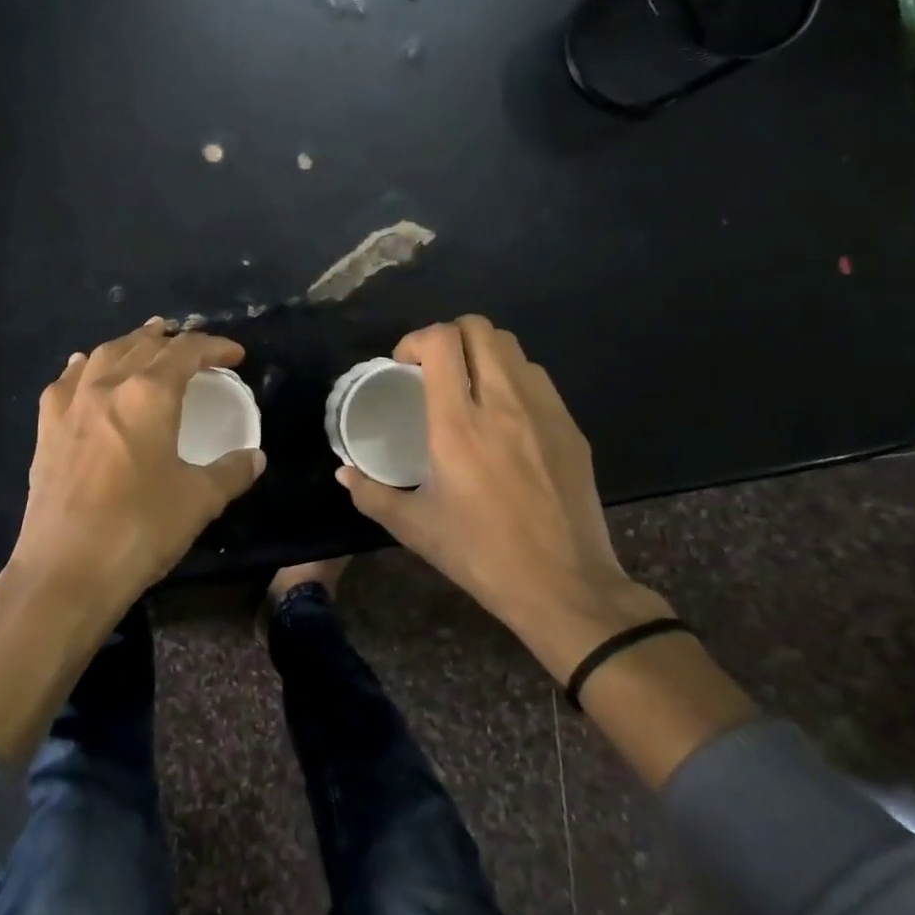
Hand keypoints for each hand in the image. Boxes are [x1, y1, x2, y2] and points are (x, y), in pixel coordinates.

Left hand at [0, 320, 263, 766]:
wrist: (67, 570)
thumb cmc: (141, 528)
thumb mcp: (199, 500)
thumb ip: (231, 472)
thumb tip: (255, 457)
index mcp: (149, 393)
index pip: (187, 352)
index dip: (214, 346)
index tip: (235, 354)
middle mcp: (107, 385)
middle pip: (143, 345)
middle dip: (172, 339)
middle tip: (192, 344)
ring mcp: (71, 404)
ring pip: (103, 354)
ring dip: (130, 344)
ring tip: (146, 343)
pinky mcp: (46, 429)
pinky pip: (67, 381)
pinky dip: (86, 367)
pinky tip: (87, 369)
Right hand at [337, 315, 669, 680]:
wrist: (563, 585)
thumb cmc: (479, 554)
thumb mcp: (414, 527)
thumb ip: (370, 494)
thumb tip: (344, 473)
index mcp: (458, 425)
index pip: (441, 341)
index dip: (416, 340)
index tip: (405, 367)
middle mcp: (502, 404)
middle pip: (479, 328)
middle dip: (449, 336)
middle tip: (434, 370)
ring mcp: (543, 412)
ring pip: (512, 348)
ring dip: (482, 354)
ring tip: (470, 388)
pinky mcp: (571, 427)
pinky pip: (537, 379)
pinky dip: (513, 379)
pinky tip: (505, 417)